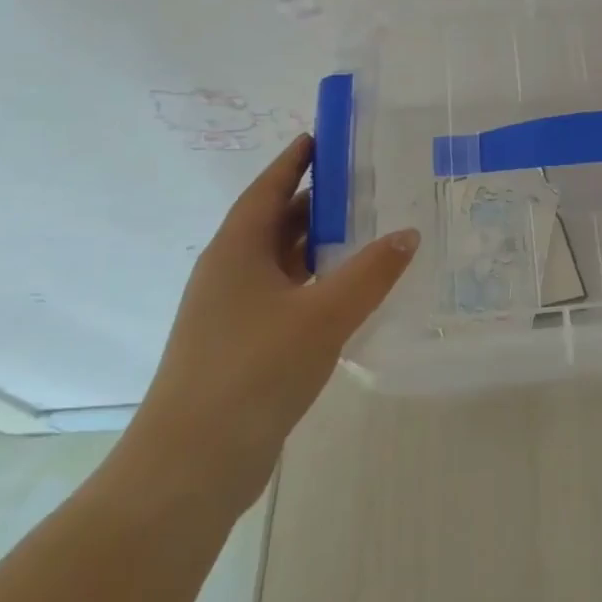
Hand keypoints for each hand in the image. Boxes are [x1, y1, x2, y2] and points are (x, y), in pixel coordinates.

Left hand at [121, 134, 418, 508]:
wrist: (192, 464)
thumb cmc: (254, 370)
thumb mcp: (324, 314)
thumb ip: (372, 271)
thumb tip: (408, 233)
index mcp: (236, 252)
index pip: (268, 189)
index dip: (294, 161)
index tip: (323, 137)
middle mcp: (228, 274)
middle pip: (274, 223)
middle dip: (315, 201)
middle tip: (365, 184)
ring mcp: (231, 313)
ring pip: (280, 262)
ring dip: (317, 245)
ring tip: (367, 230)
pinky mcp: (241, 347)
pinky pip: (285, 296)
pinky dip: (315, 283)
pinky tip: (348, 293)